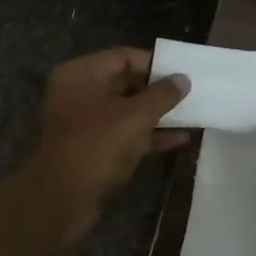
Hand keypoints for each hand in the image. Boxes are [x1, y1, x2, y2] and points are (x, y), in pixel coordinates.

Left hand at [31, 47, 190, 241]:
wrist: (63, 199)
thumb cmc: (98, 145)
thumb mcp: (136, 116)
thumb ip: (162, 95)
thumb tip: (183, 79)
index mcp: (81, 75)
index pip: (123, 57)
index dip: (154, 63)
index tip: (182, 71)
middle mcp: (80, 93)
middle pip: (125, 83)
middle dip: (158, 90)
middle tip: (191, 92)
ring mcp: (86, 123)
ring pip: (127, 111)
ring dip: (158, 114)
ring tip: (192, 114)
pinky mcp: (94, 149)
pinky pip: (126, 134)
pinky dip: (150, 135)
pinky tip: (181, 138)